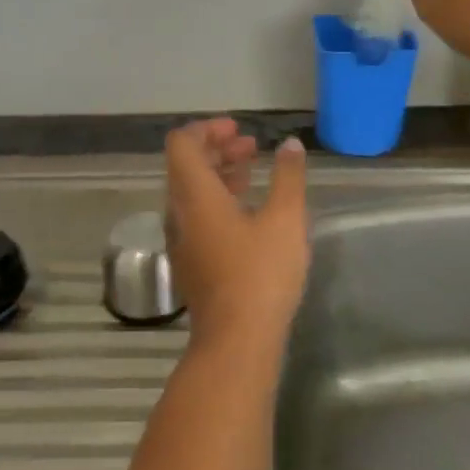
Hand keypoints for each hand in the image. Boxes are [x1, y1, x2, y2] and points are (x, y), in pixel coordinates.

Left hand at [163, 120, 309, 353]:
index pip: (182, 143)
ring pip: (192, 192)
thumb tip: (290, 145)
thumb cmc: (261, 273)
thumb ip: (288, 176)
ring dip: (218, 173)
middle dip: (216, 147)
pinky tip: (248, 209)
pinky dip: (218, 199)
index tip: (238, 129)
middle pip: (186, 165)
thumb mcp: (285, 219)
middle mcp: (179, 212)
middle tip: (250, 145)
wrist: (237, 341)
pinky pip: (197, 215)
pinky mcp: (191, 261)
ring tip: (252, 169)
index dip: (207, 128)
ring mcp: (182, 239)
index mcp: (194, 195)